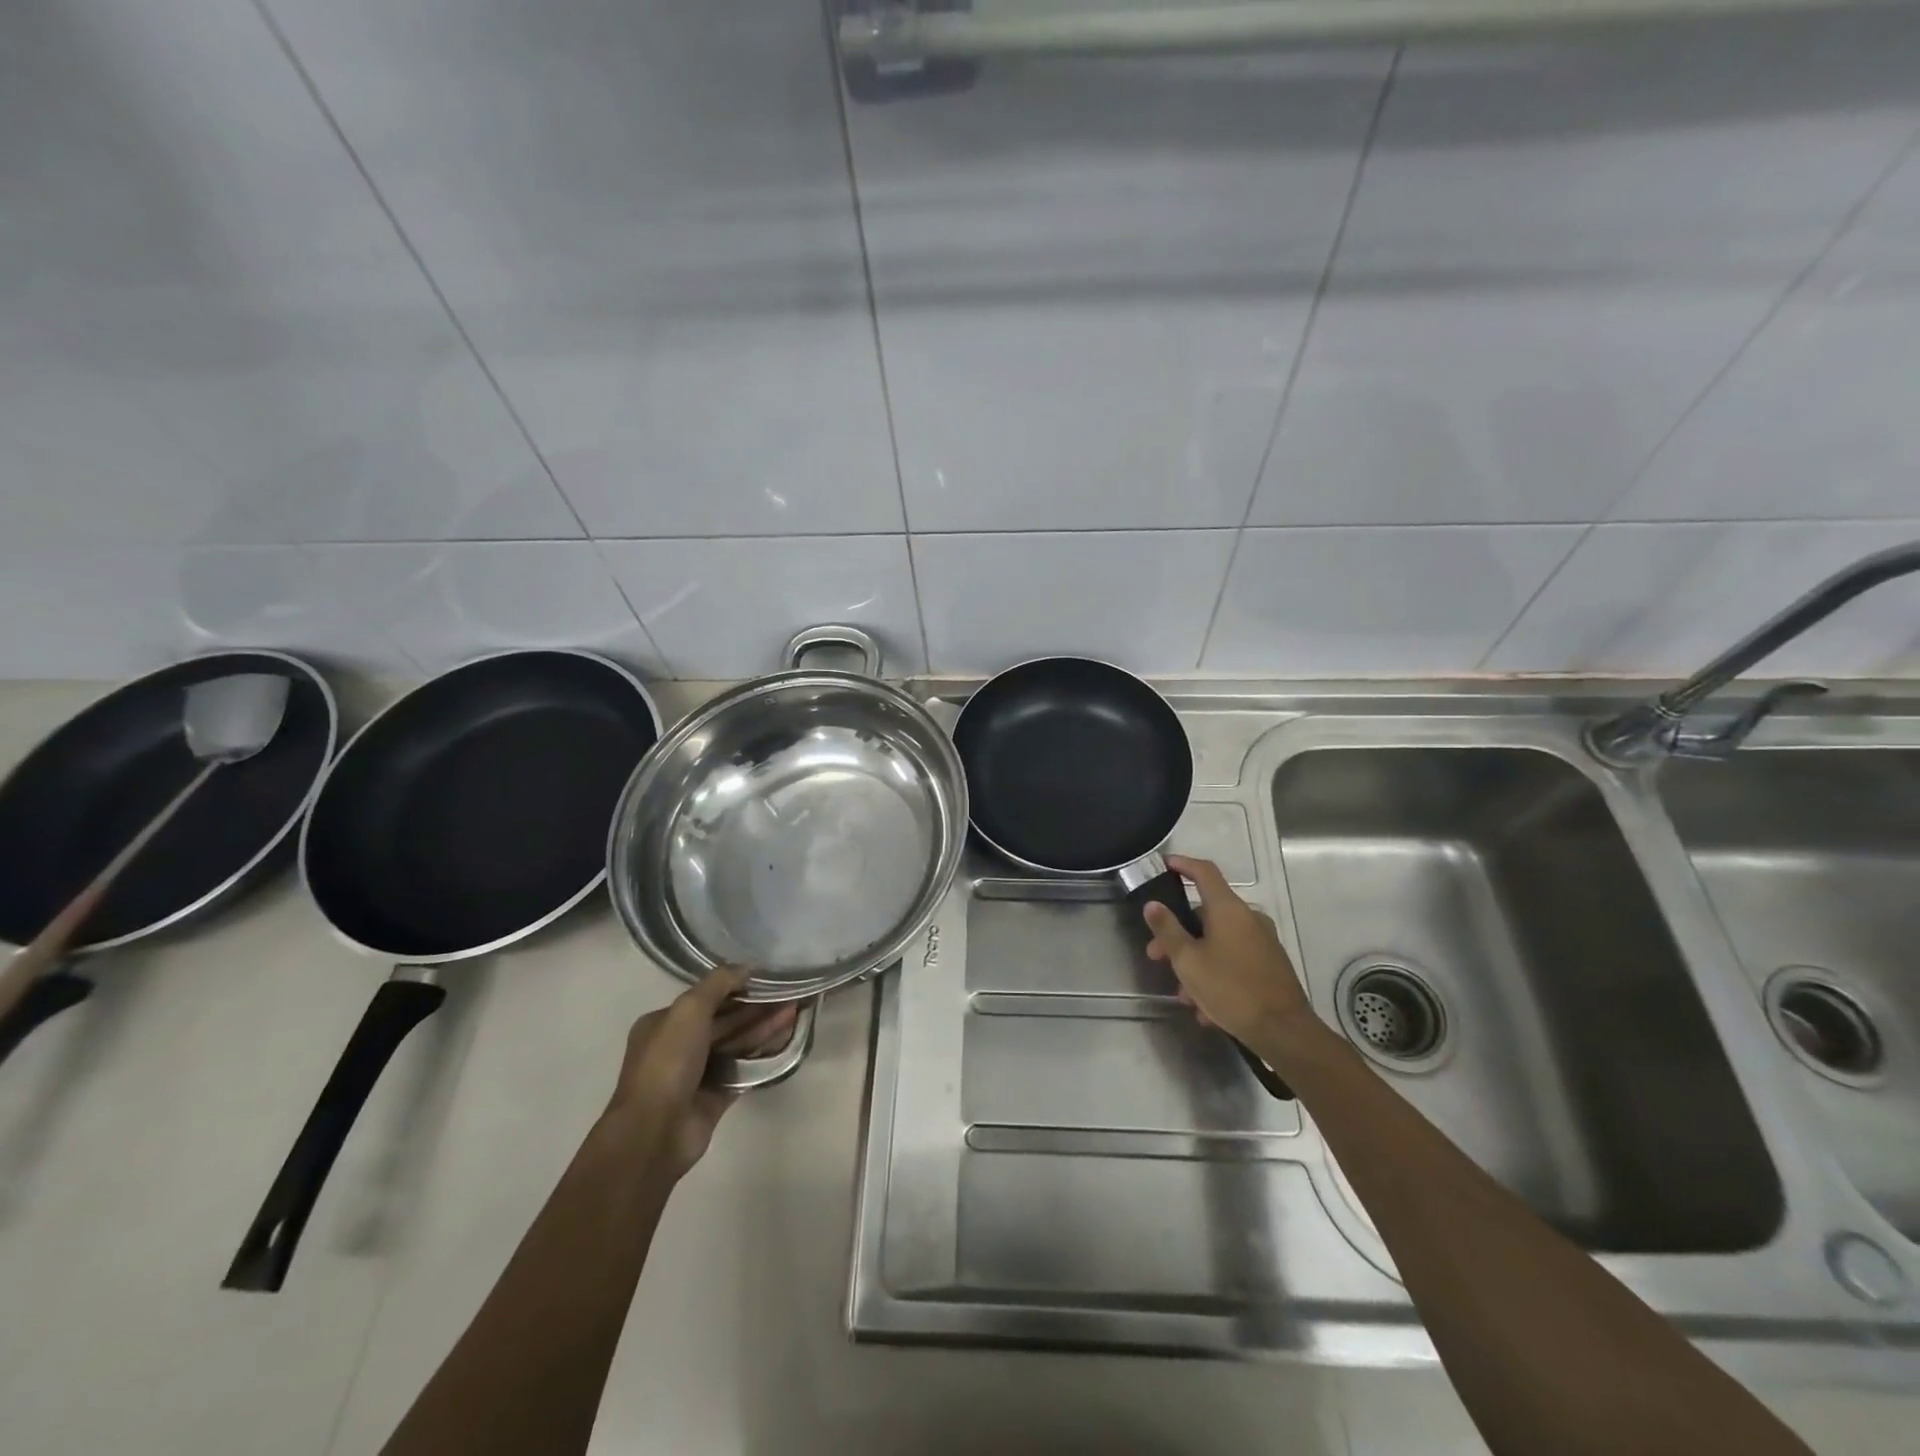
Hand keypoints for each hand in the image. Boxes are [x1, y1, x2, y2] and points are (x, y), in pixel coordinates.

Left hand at [605, 968, 796, 1179]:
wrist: (655, 1132)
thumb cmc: (668, 1062)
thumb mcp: (689, 1009)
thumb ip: (718, 983)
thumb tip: (746, 967)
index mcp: (664, 1023)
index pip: (705, 998)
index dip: (736, 987)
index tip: (766, 978)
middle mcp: (679, 1046)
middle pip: (724, 1020)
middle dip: (756, 1007)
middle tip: (789, 994)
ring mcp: (697, 1073)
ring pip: (736, 1044)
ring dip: (763, 1027)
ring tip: (795, 1012)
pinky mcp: (714, 1097)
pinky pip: (743, 1069)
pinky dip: (762, 1054)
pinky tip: (785, 1041)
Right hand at [1142, 855, 1317, 1055]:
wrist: (1285, 1032)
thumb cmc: (1231, 989)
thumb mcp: (1188, 961)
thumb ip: (1167, 930)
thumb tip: (1153, 904)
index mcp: (1229, 909)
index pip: (1204, 872)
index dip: (1183, 864)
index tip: (1165, 866)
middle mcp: (1248, 918)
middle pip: (1205, 915)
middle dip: (1178, 936)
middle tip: (1157, 956)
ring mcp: (1262, 941)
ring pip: (1218, 943)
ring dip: (1195, 963)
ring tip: (1184, 996)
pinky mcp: (1270, 964)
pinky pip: (1234, 960)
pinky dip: (1216, 975)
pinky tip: (1206, 1009)